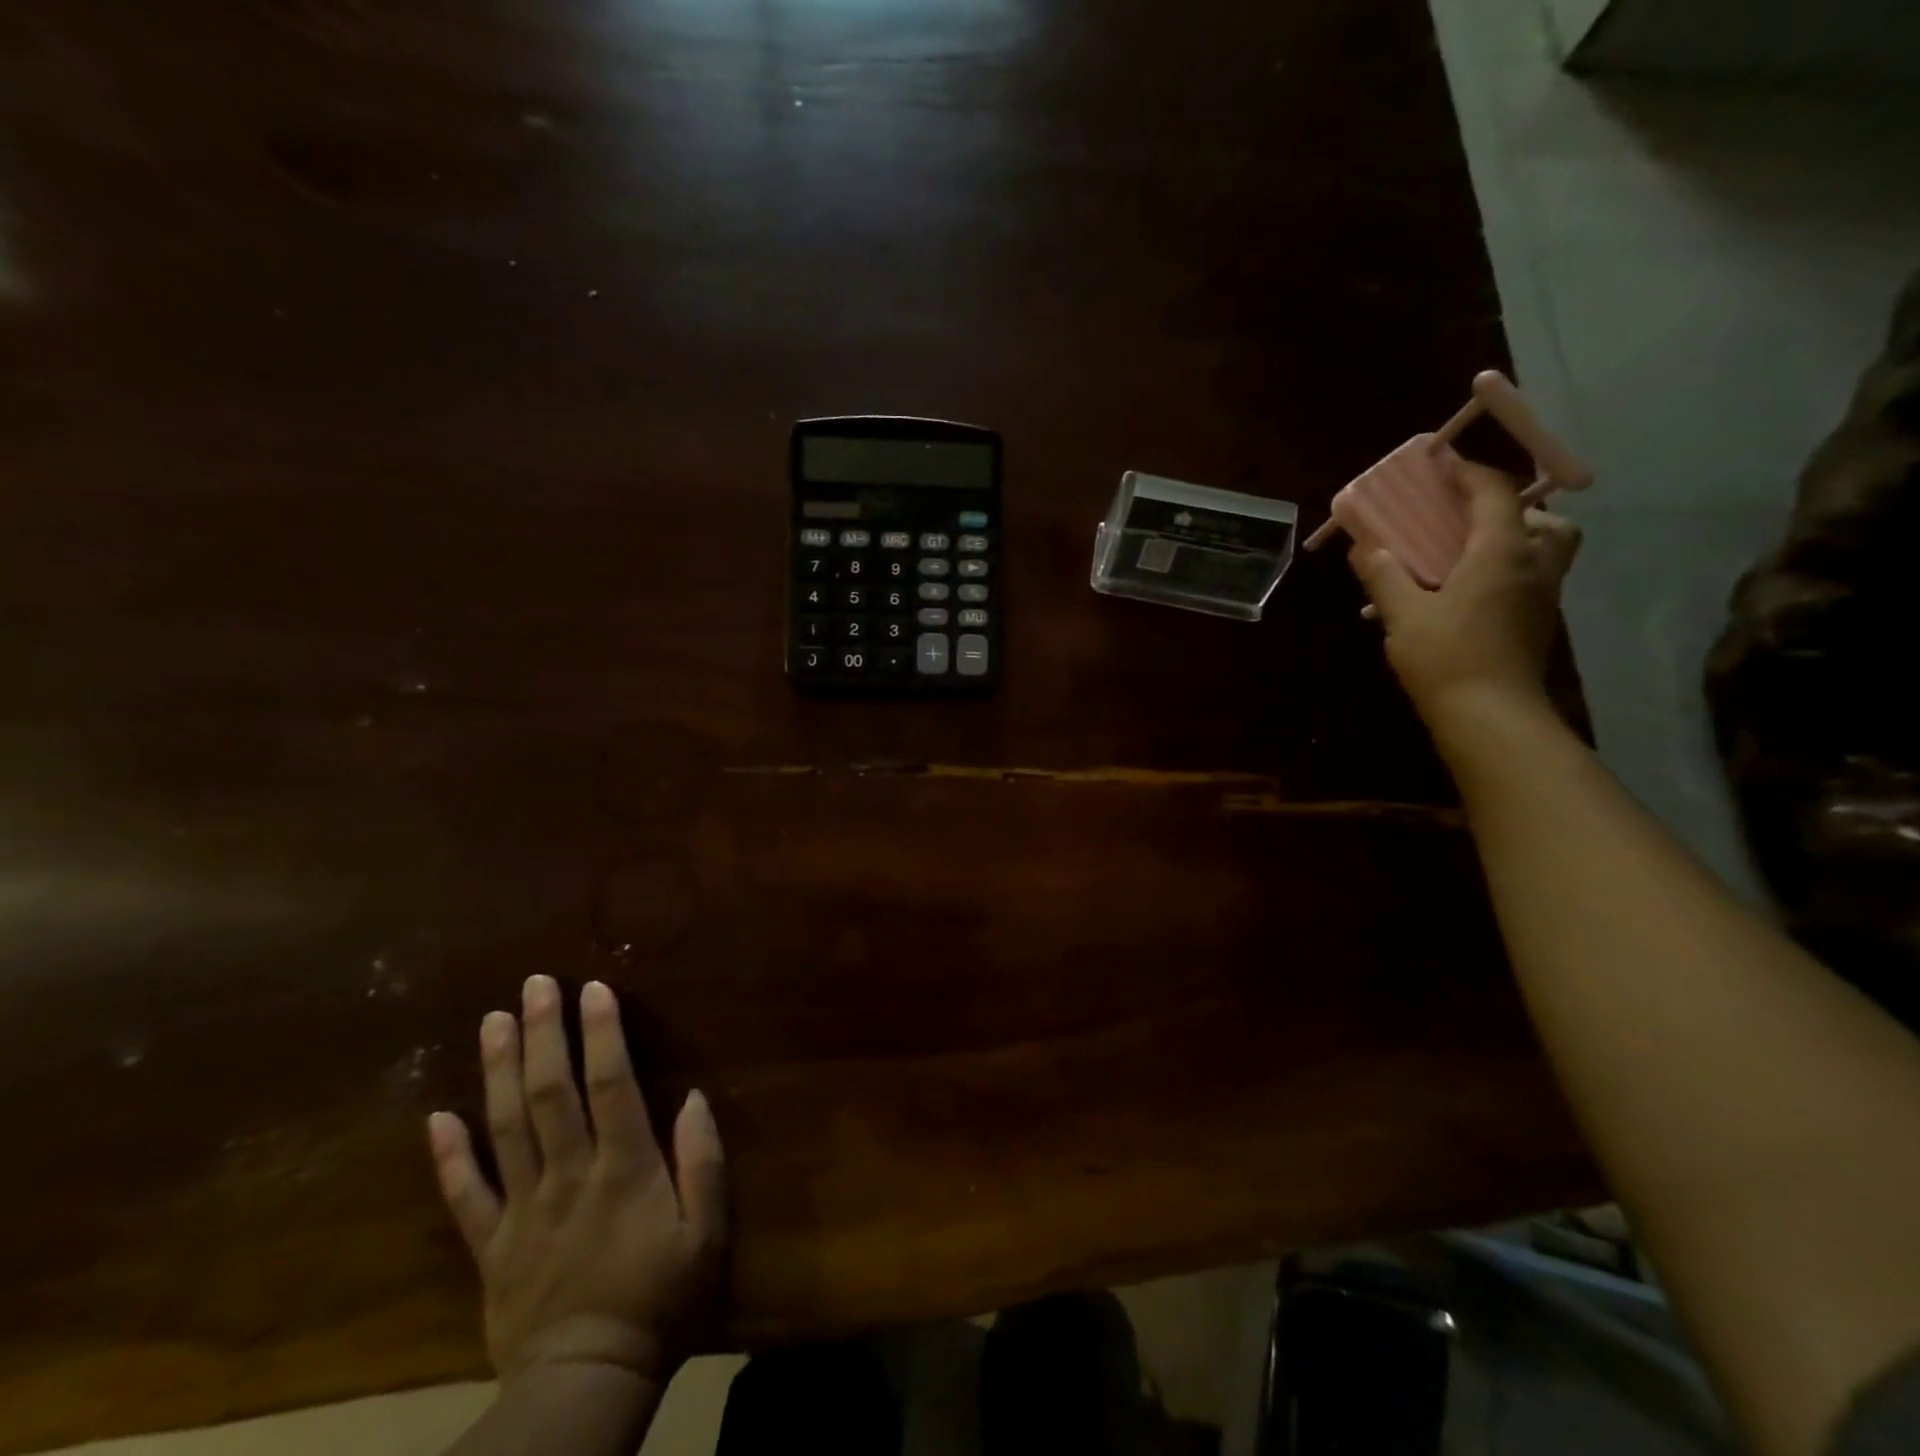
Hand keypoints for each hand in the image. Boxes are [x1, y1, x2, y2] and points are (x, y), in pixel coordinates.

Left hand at [427, 975, 727, 1387]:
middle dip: (543, 1033)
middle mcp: (568, 1174)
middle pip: (550, 1092)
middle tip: (534, 985)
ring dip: (499, 1070)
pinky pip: (465, 1196)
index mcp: (624, 1167)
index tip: (594, 989)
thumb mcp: (708, 1232)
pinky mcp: (491, 1246)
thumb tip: (694, 1098)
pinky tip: (437, 1117)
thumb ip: (703, 1161)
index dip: (602, 1033)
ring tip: (492, 1021)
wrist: (588, 1383)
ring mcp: (522, 1209)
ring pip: (506, 1127)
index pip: (610, 1084)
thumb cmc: (661, 1299)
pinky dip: (449, 1156)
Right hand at [1348, 461, 1581, 740]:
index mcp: (1501, 553)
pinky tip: (1466, 595)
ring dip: (1514, 541)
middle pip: (1544, 520)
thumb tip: (1364, 546)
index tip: (1441, 463)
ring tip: (1467, 557)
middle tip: (1470, 519)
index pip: (1494, 494)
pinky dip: (1505, 573)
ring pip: (1545, 551)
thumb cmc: (1446, 657)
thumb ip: (1384, 575)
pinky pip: (1530, 581)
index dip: (1468, 472)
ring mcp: (1543, 597)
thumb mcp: (1402, 614)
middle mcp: (1534, 566)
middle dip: (1511, 509)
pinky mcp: (1538, 624)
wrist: (1490, 716)